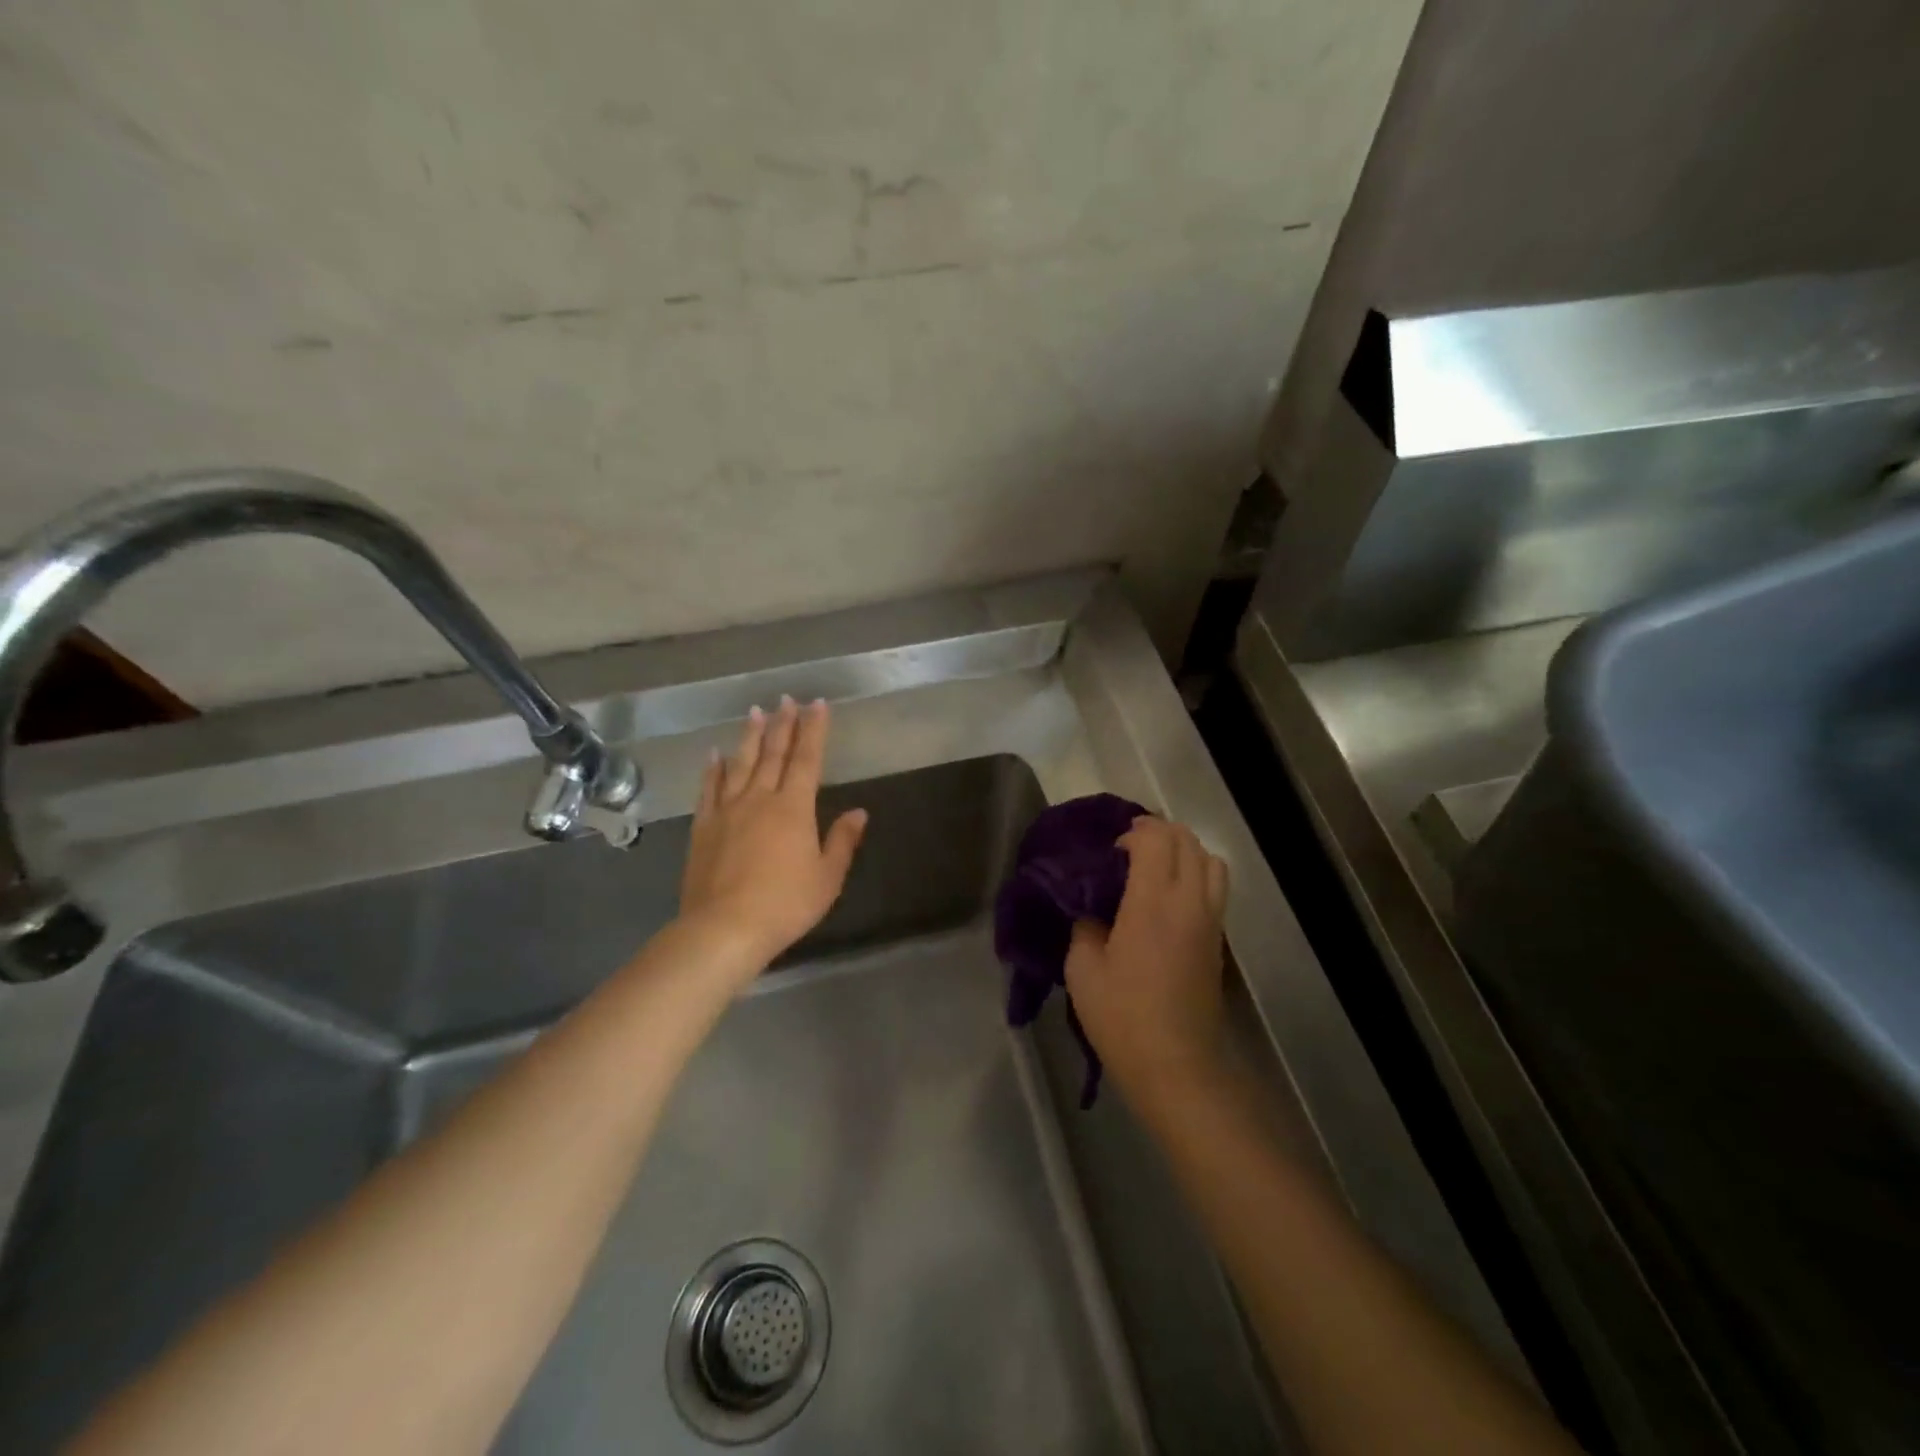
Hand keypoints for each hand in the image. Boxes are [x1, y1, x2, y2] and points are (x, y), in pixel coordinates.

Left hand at [678, 696, 867, 982]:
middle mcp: (760, 799)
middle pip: (773, 754)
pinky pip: (708, 789)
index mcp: (793, 808)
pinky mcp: (703, 827)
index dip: (814, 730)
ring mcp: (727, 811)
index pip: (807, 759)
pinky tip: (715, 755)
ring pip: (740, 764)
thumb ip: (842, 841)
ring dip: (750, 736)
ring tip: (755, 711)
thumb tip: (859, 812)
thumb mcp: (827, 878)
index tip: (817, 704)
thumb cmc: (785, 904)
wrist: (724, 928)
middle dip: (783, 724)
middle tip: (787, 699)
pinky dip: (713, 769)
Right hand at [1065, 816, 1229, 1105]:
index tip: (1109, 851)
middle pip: (1187, 841)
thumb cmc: (1123, 1018)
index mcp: (1153, 902)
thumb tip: (1092, 909)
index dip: (1132, 833)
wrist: (1177, 1067)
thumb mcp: (1083, 969)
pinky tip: (1166, 899)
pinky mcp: (1218, 940)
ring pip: (1210, 860)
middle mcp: (1190, 902)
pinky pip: (1214, 887)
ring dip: (1183, 851)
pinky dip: (1195, 874)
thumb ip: (1085, 925)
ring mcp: (1210, 920)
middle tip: (1126, 851)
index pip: (1156, 839)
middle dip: (1158, 833)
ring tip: (1152, 869)